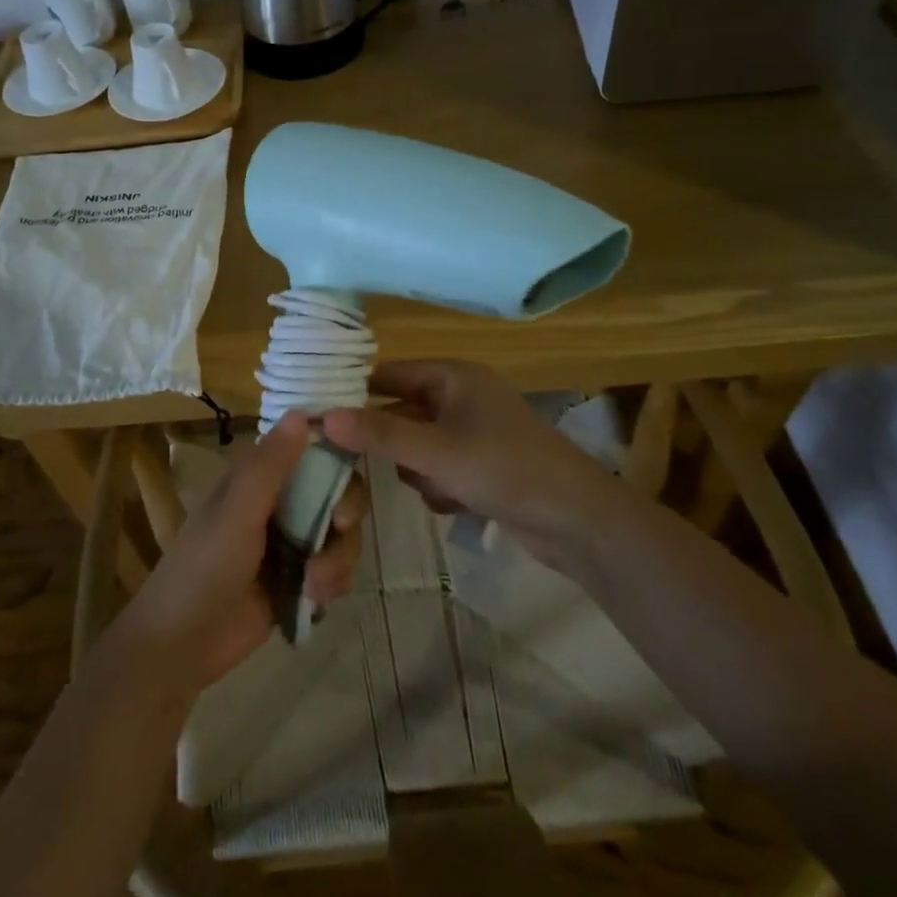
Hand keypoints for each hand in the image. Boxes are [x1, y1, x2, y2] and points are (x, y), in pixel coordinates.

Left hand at [113, 413, 368, 696]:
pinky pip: (337, 570)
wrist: (183, 644)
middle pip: (338, 492)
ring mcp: (292, 542)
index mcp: (260, 477)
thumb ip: (270, 465)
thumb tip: (302, 412)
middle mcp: (280, 503)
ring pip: (342, 535)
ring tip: (315, 584)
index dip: (338, 455)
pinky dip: (334, 583)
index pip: (312, 449)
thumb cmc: (204, 566)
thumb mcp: (237, 512)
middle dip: (345, 515)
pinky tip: (317, 599)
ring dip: (338, 558)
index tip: (350, 472)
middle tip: (338, 530)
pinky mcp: (300, 579)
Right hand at [323, 360, 616, 573]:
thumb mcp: (436, 452)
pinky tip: (458, 504)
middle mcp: (459, 397)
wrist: (578, 521)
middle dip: (391, 444)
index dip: (353, 393)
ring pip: (415, 447)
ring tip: (439, 488)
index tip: (318, 418)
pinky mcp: (480, 466)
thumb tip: (324, 417)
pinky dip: (440, 488)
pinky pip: (437, 470)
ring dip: (418, 471)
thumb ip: (380, 434)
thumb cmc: (506, 470)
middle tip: (360, 466)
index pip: (387, 374)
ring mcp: (471, 432)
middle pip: (399, 413)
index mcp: (452, 376)